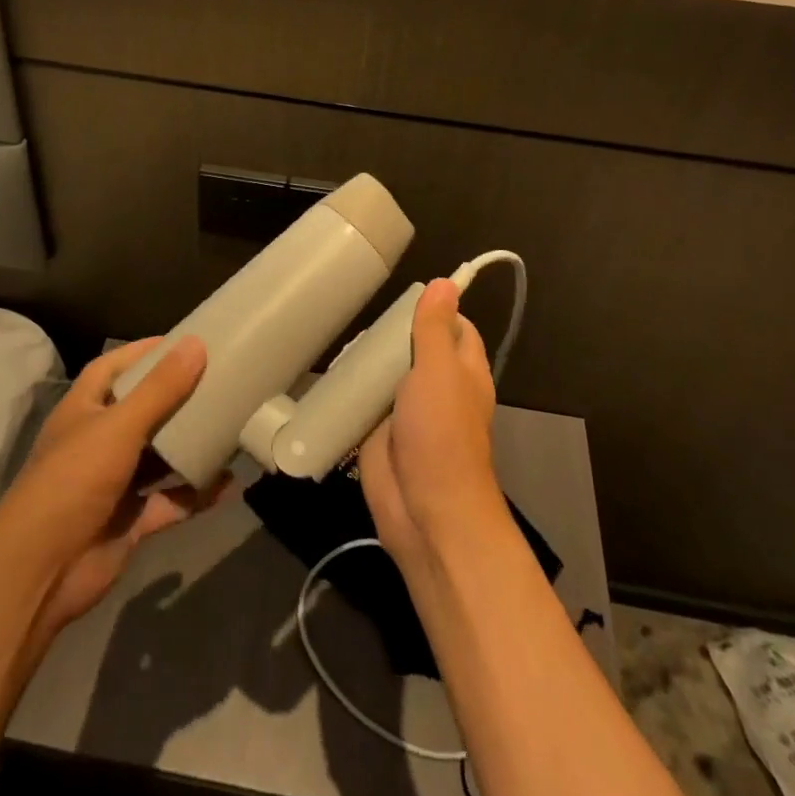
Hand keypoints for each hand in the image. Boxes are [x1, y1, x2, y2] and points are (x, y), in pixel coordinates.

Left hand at [0, 336, 227, 635]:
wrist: (41, 573)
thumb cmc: (73, 481)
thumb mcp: (119, 426)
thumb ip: (160, 389)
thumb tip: (196, 343)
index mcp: (85, 409)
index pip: (114, 367)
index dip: (145, 352)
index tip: (185, 342)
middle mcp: (98, 440)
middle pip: (142, 409)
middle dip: (177, 397)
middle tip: (219, 380)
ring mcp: (115, 482)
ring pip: (160, 455)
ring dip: (190, 443)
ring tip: (230, 423)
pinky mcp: (130, 519)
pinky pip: (171, 499)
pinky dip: (196, 492)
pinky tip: (228, 482)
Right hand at [358, 280, 505, 572]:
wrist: (424, 512)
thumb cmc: (440, 434)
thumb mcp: (439, 371)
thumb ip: (436, 328)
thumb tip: (445, 283)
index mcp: (463, 371)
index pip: (455, 327)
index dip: (435, 310)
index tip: (404, 296)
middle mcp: (438, 387)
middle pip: (414, 347)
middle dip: (390, 334)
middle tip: (361, 320)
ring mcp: (407, 412)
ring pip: (387, 374)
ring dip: (367, 362)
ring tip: (341, 342)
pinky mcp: (379, 433)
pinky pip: (364, 402)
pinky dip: (351, 391)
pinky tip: (330, 375)